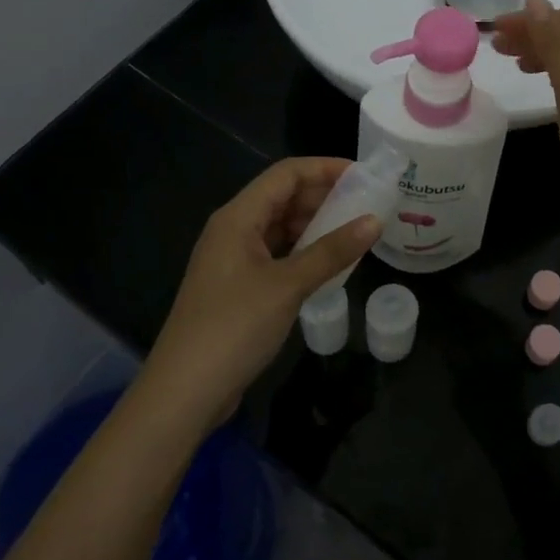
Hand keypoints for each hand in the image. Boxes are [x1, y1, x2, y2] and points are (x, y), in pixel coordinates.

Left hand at [140, 158, 379, 431]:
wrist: (184, 392)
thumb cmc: (233, 328)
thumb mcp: (288, 286)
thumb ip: (332, 251)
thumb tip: (375, 221)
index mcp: (238, 218)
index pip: (285, 174)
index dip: (324, 168)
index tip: (364, 175)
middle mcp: (233, 230)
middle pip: (282, 197)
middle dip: (324, 195)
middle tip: (367, 203)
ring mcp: (233, 259)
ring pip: (280, 227)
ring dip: (315, 224)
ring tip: (355, 229)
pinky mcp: (237, 286)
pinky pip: (276, 253)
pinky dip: (304, 251)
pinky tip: (329, 262)